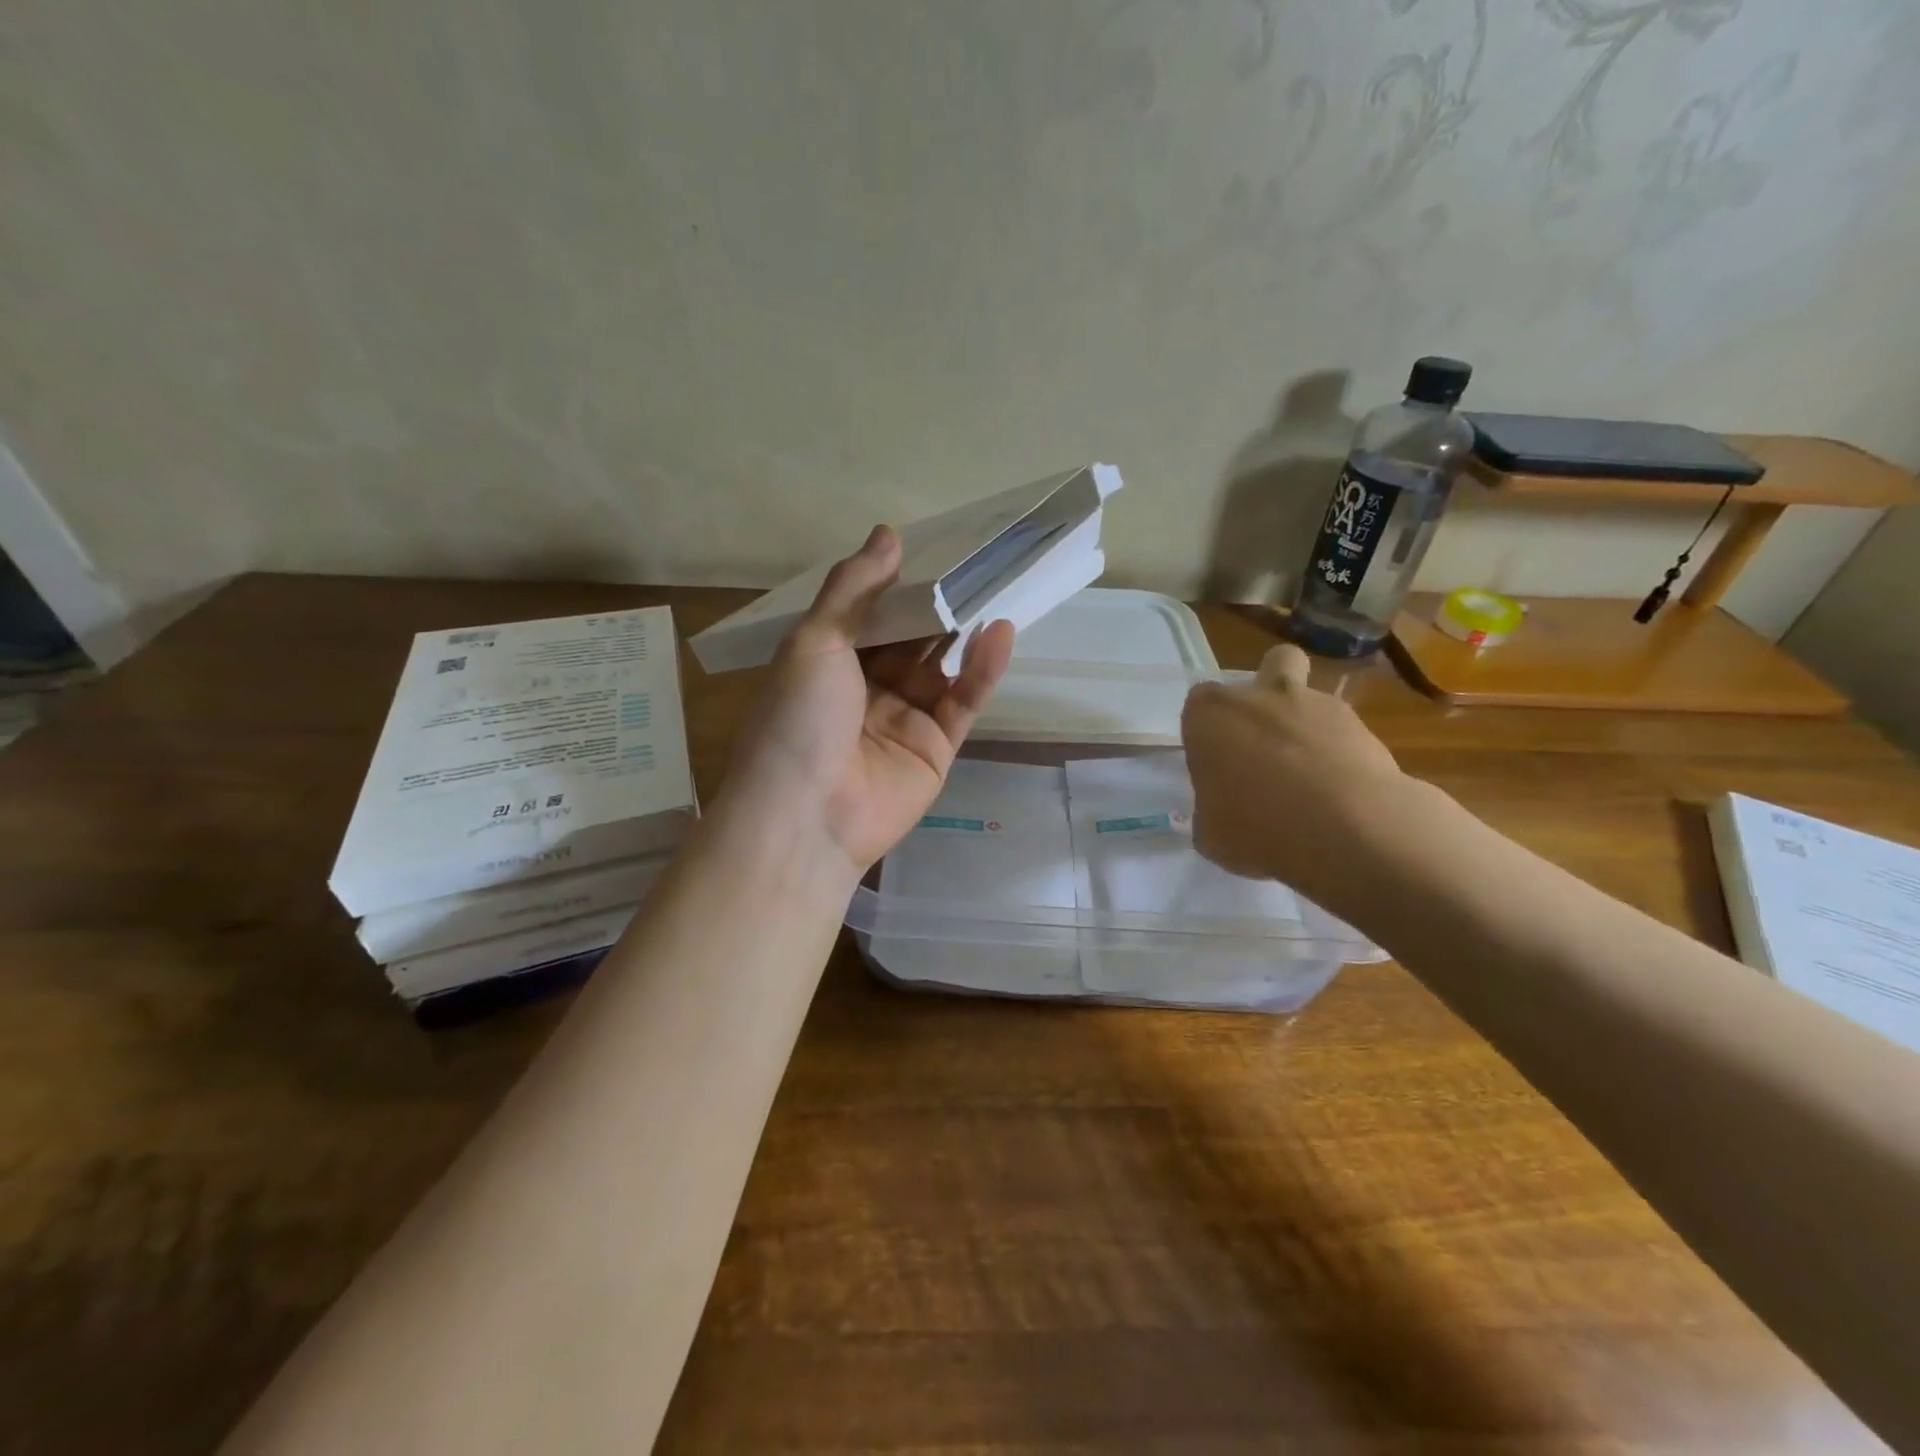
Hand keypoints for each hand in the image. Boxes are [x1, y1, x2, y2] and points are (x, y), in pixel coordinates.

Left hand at [718, 525, 1015, 875]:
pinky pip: (962, 703)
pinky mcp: (935, 749)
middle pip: (911, 640)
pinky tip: (1001, 632)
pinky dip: (982, 670)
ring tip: (997, 588)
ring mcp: (903, 720)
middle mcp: (866, 689)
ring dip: (965, 632)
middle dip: (939, 606)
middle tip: (978, 562)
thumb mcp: (815, 640)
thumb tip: (887, 534)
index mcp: (828, 662)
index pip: (871, 614)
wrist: (805, 817)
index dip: (900, 584)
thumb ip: (853, 588)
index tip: (934, 548)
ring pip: (942, 668)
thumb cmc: (798, 718)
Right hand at [1181, 644, 1406, 888]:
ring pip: (1311, 697)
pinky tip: (1342, 795)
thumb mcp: (1212, 834)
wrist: (1347, 830)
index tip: (1216, 761)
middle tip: (1266, 744)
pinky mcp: (1363, 727)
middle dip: (1268, 695)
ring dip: (1308, 726)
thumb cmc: (1256, 828)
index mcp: (1211, 715)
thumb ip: (1212, 811)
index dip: (1208, 729)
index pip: (1199, 703)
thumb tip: (1223, 813)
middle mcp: (1261, 696)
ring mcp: (1317, 705)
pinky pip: (1344, 734)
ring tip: (1312, 779)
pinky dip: (1341, 755)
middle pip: (1268, 668)